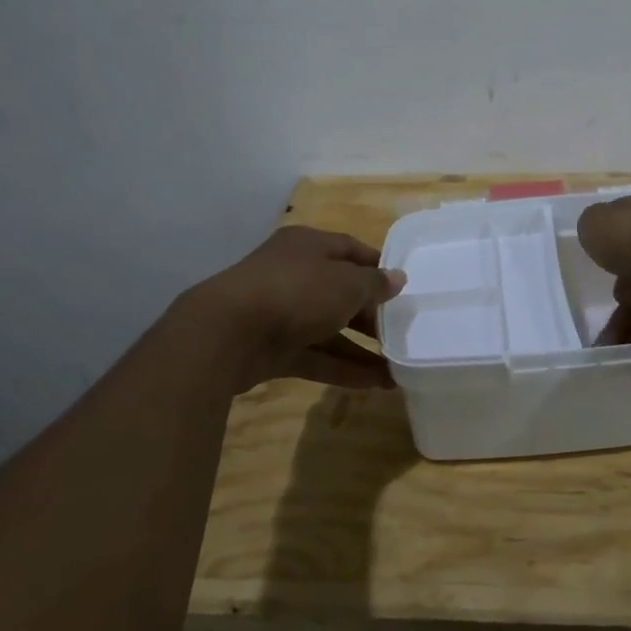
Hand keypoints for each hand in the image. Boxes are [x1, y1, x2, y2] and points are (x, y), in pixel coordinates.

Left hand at [177, 227, 405, 392]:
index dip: (377, 267)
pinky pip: (316, 357)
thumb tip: (397, 279)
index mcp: (308, 246)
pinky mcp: (274, 350)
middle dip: (371, 314)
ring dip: (362, 348)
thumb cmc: (296, 292)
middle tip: (402, 332)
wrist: (227, 334)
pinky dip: (343, 369)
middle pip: (340, 292)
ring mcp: (281, 314)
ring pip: (329, 329)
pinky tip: (375, 384)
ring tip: (397, 367)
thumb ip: (375, 284)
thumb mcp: (346, 283)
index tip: (403, 287)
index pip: (350, 250)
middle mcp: (294, 275)